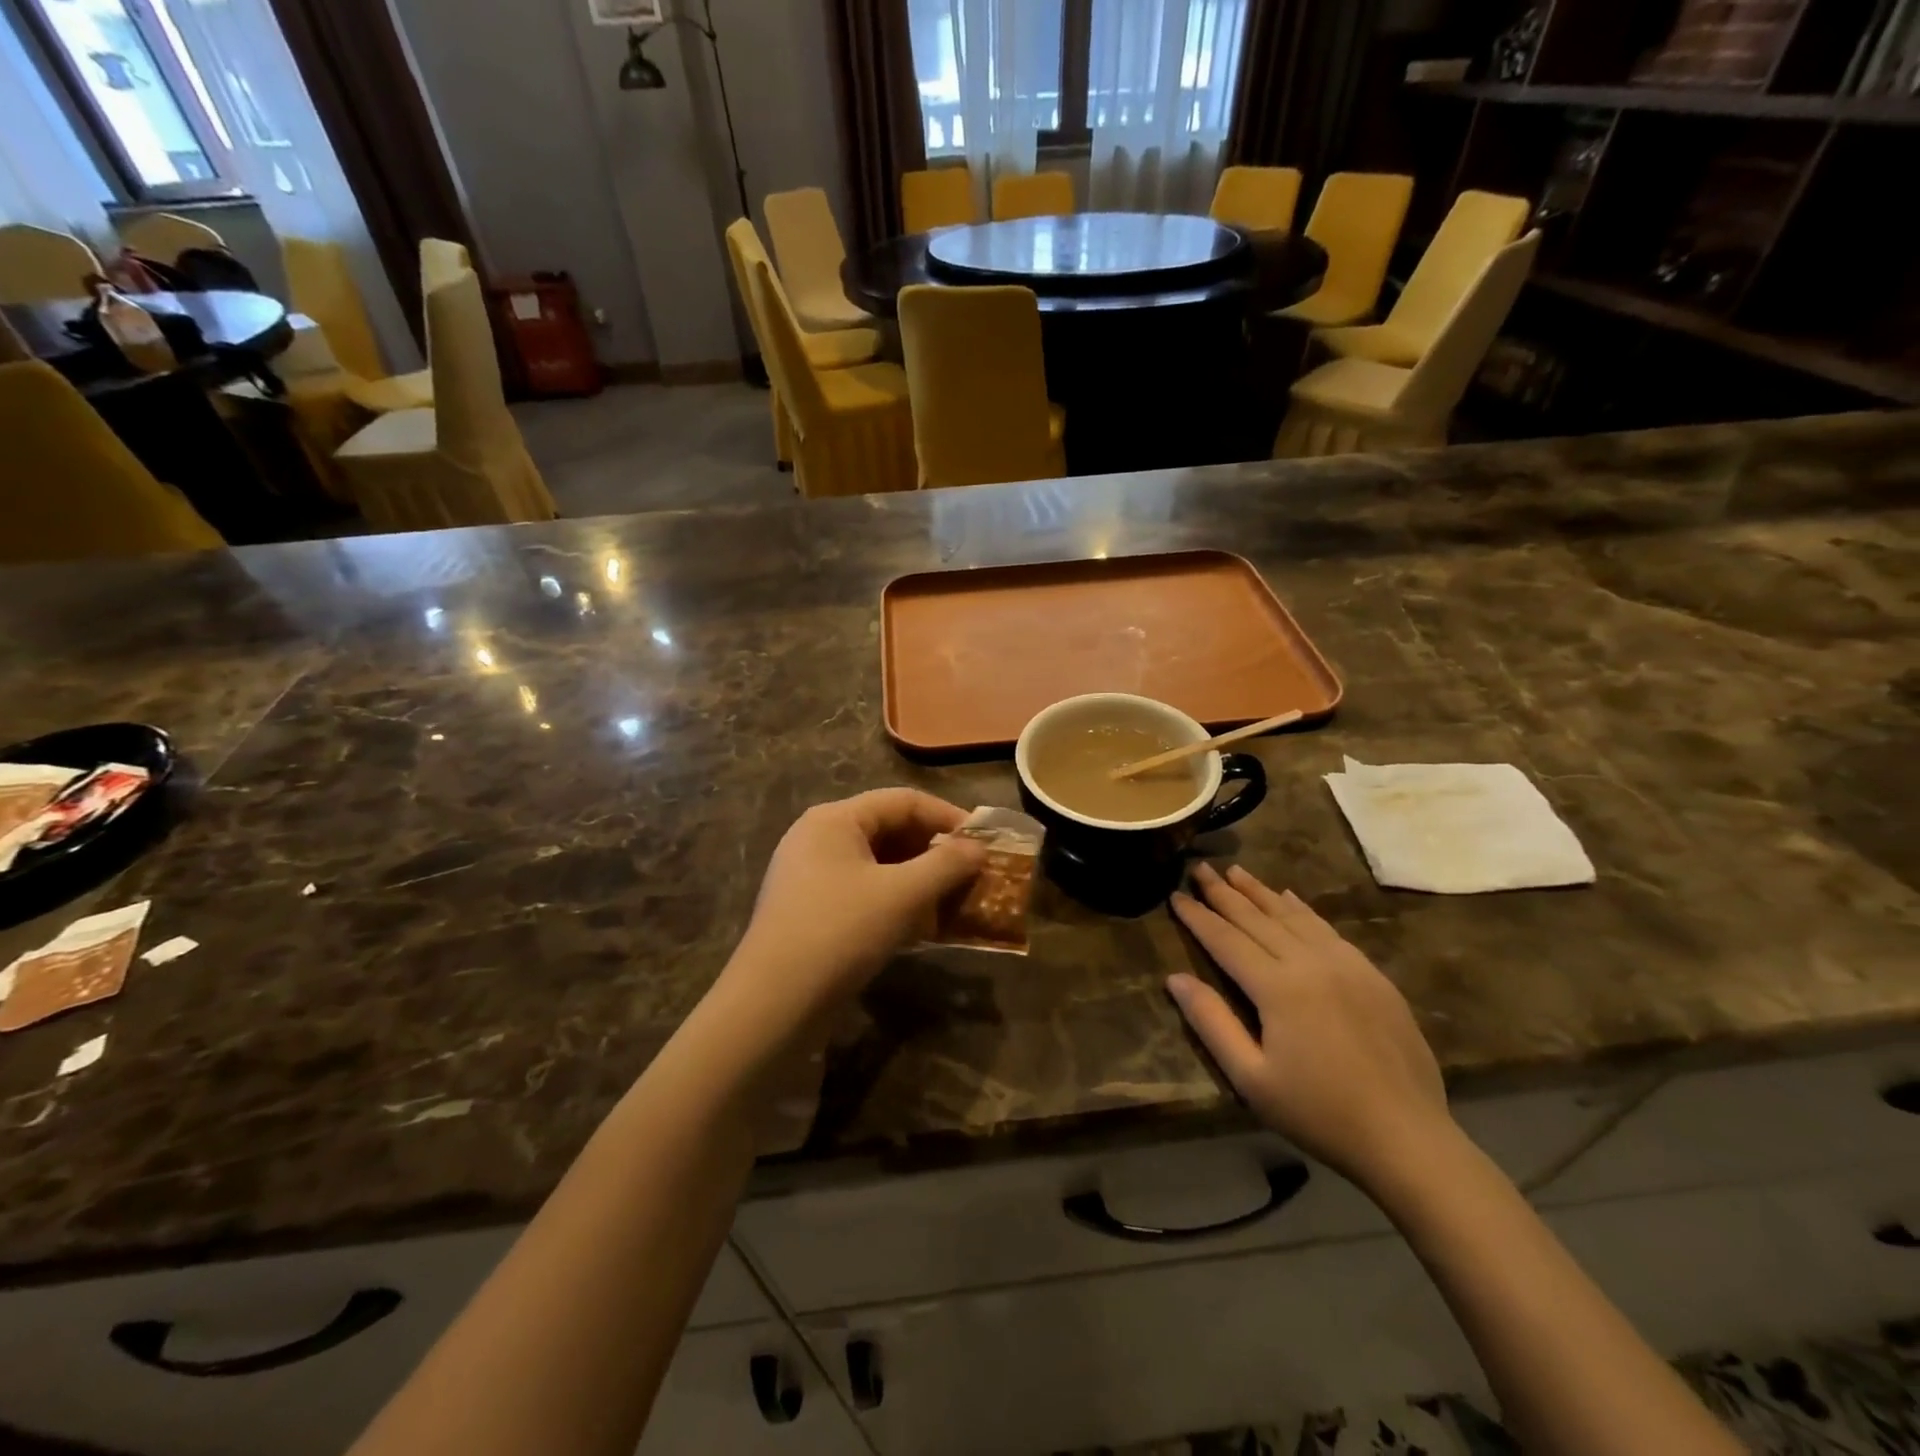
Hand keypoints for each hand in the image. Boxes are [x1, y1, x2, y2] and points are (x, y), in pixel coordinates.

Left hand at [723, 790, 987, 1028]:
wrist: (773, 1004)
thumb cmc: (840, 933)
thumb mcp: (902, 895)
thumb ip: (946, 865)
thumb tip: (978, 848)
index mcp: (835, 819)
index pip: (903, 801)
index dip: (947, 817)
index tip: (983, 842)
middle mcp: (819, 837)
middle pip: (889, 829)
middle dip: (934, 852)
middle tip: (972, 874)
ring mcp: (811, 875)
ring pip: (878, 864)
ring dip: (918, 879)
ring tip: (953, 901)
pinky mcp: (811, 909)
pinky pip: (863, 891)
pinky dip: (895, 901)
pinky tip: (921, 926)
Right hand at [1168, 863, 1452, 1191]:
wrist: (1408, 1139)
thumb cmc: (1319, 1113)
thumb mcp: (1251, 1078)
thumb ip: (1211, 1023)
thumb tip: (1175, 978)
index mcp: (1278, 988)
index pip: (1226, 939)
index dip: (1198, 916)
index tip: (1174, 894)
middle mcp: (1310, 963)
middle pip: (1257, 919)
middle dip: (1224, 892)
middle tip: (1200, 867)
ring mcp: (1346, 965)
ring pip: (1293, 916)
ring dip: (1260, 892)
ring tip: (1236, 871)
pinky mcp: (1372, 976)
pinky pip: (1328, 929)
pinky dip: (1302, 909)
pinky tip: (1289, 897)